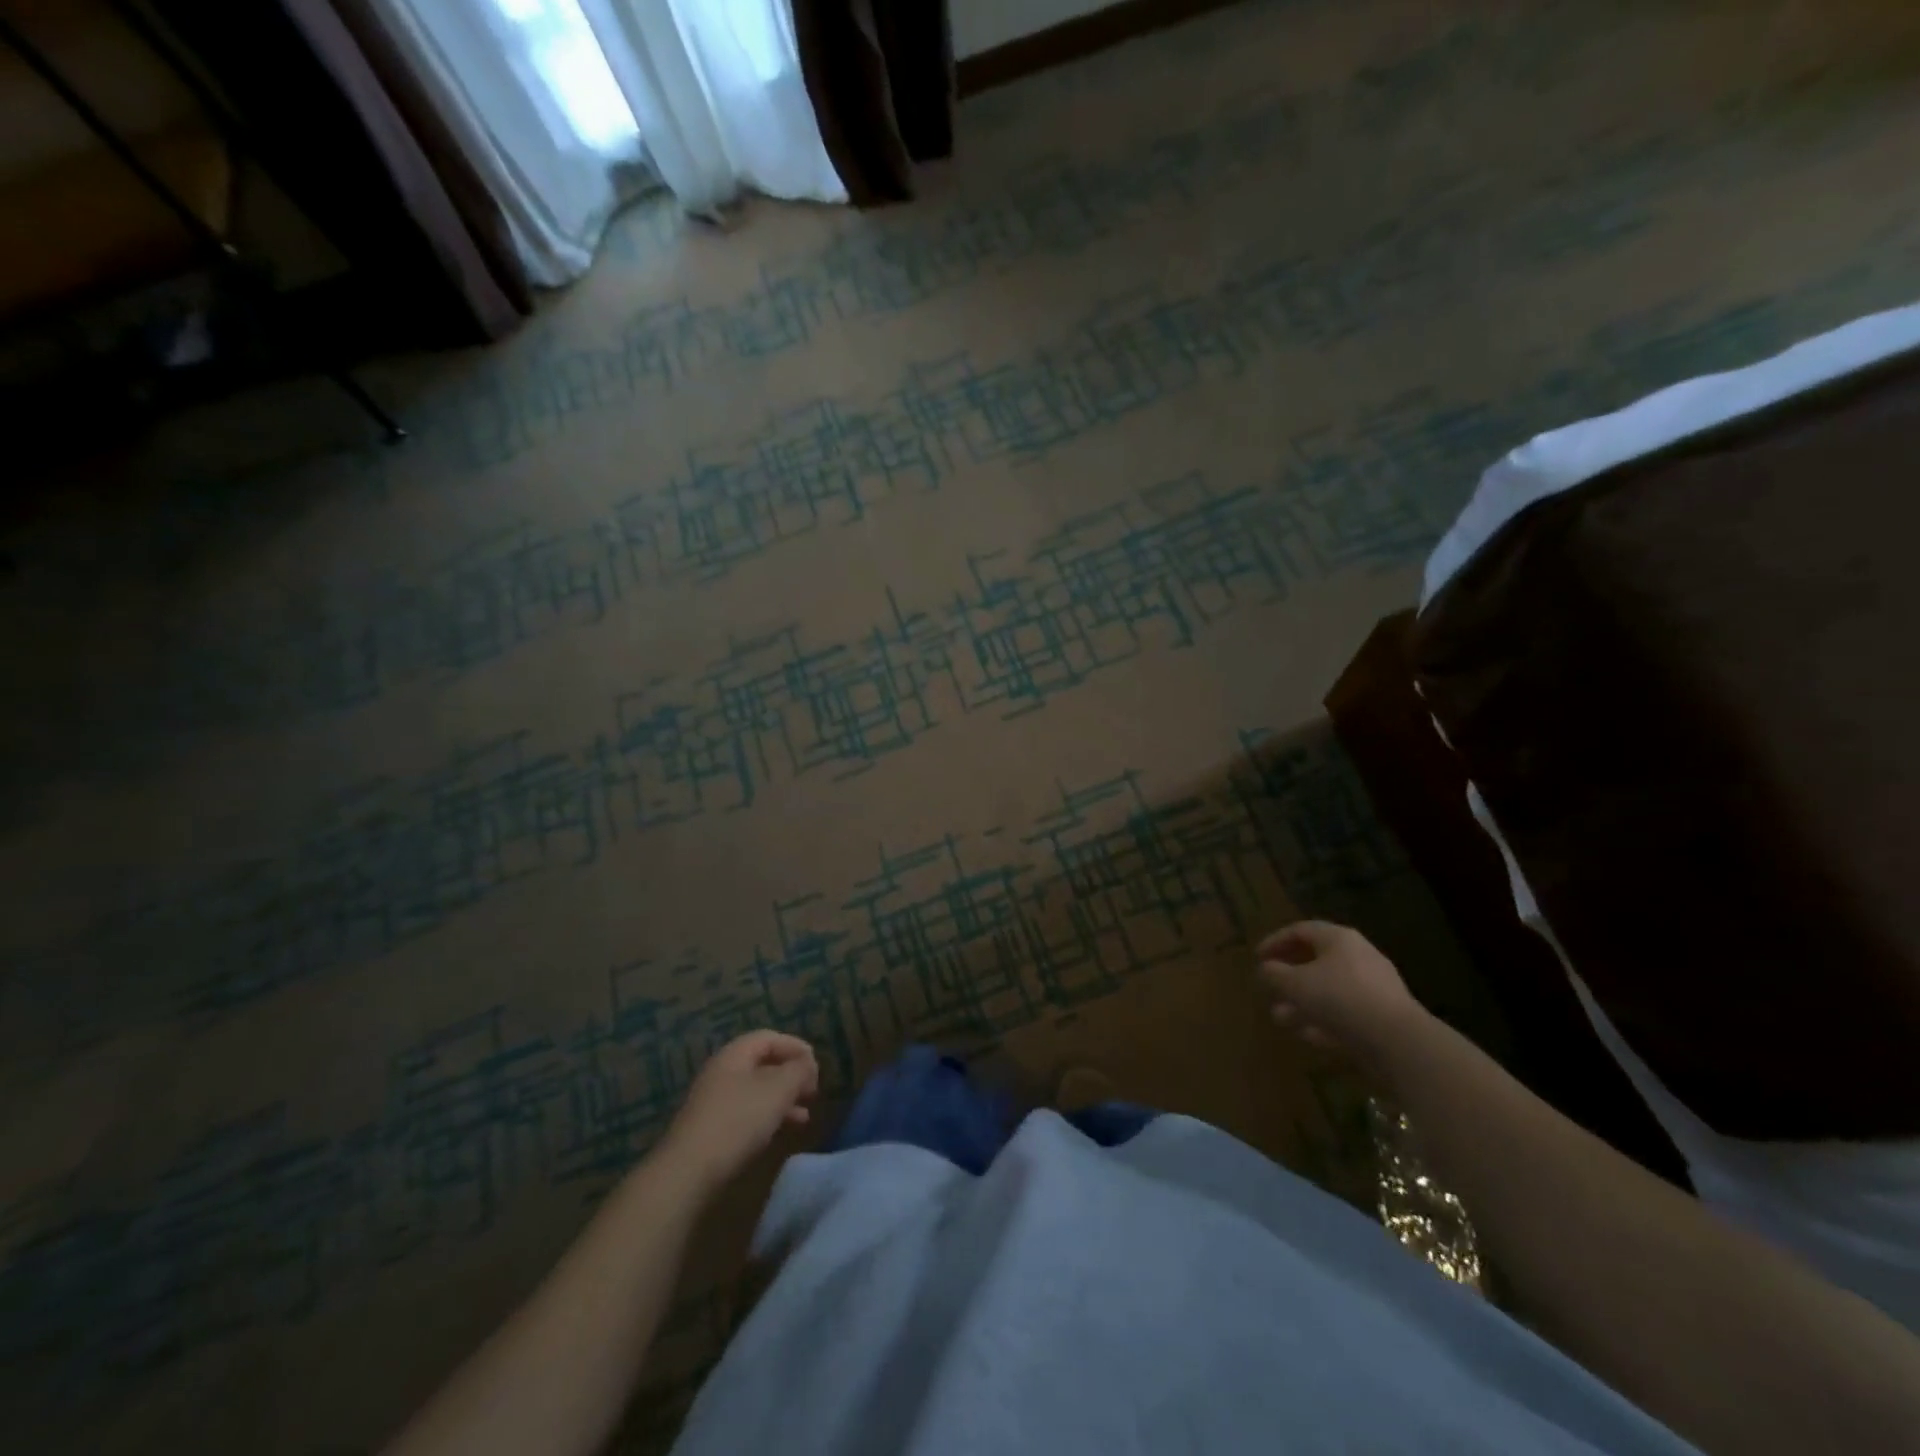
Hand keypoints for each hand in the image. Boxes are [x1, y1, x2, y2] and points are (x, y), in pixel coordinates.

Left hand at [657, 1031, 818, 1192]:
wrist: (688, 1172)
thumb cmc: (738, 1120)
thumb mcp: (778, 1090)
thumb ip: (798, 1070)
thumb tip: (808, 1063)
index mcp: (734, 1054)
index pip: (769, 1037)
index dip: (795, 1046)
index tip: (816, 1065)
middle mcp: (722, 1072)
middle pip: (763, 1064)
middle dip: (791, 1075)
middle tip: (813, 1091)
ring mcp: (714, 1102)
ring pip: (757, 1091)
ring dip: (783, 1099)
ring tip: (805, 1116)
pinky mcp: (712, 1129)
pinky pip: (747, 1112)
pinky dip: (769, 1116)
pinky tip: (782, 1131)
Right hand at [1255, 921, 1427, 1074]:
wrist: (1398, 1041)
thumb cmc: (1340, 998)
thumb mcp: (1295, 984)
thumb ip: (1274, 974)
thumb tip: (1265, 969)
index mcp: (1339, 939)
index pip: (1301, 930)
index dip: (1275, 941)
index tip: (1257, 958)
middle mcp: (1359, 956)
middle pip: (1316, 960)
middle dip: (1289, 976)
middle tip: (1270, 988)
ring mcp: (1374, 987)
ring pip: (1330, 989)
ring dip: (1303, 1002)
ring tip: (1281, 1018)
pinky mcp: (1383, 1016)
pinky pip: (1346, 1011)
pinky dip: (1325, 1020)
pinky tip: (1308, 1036)